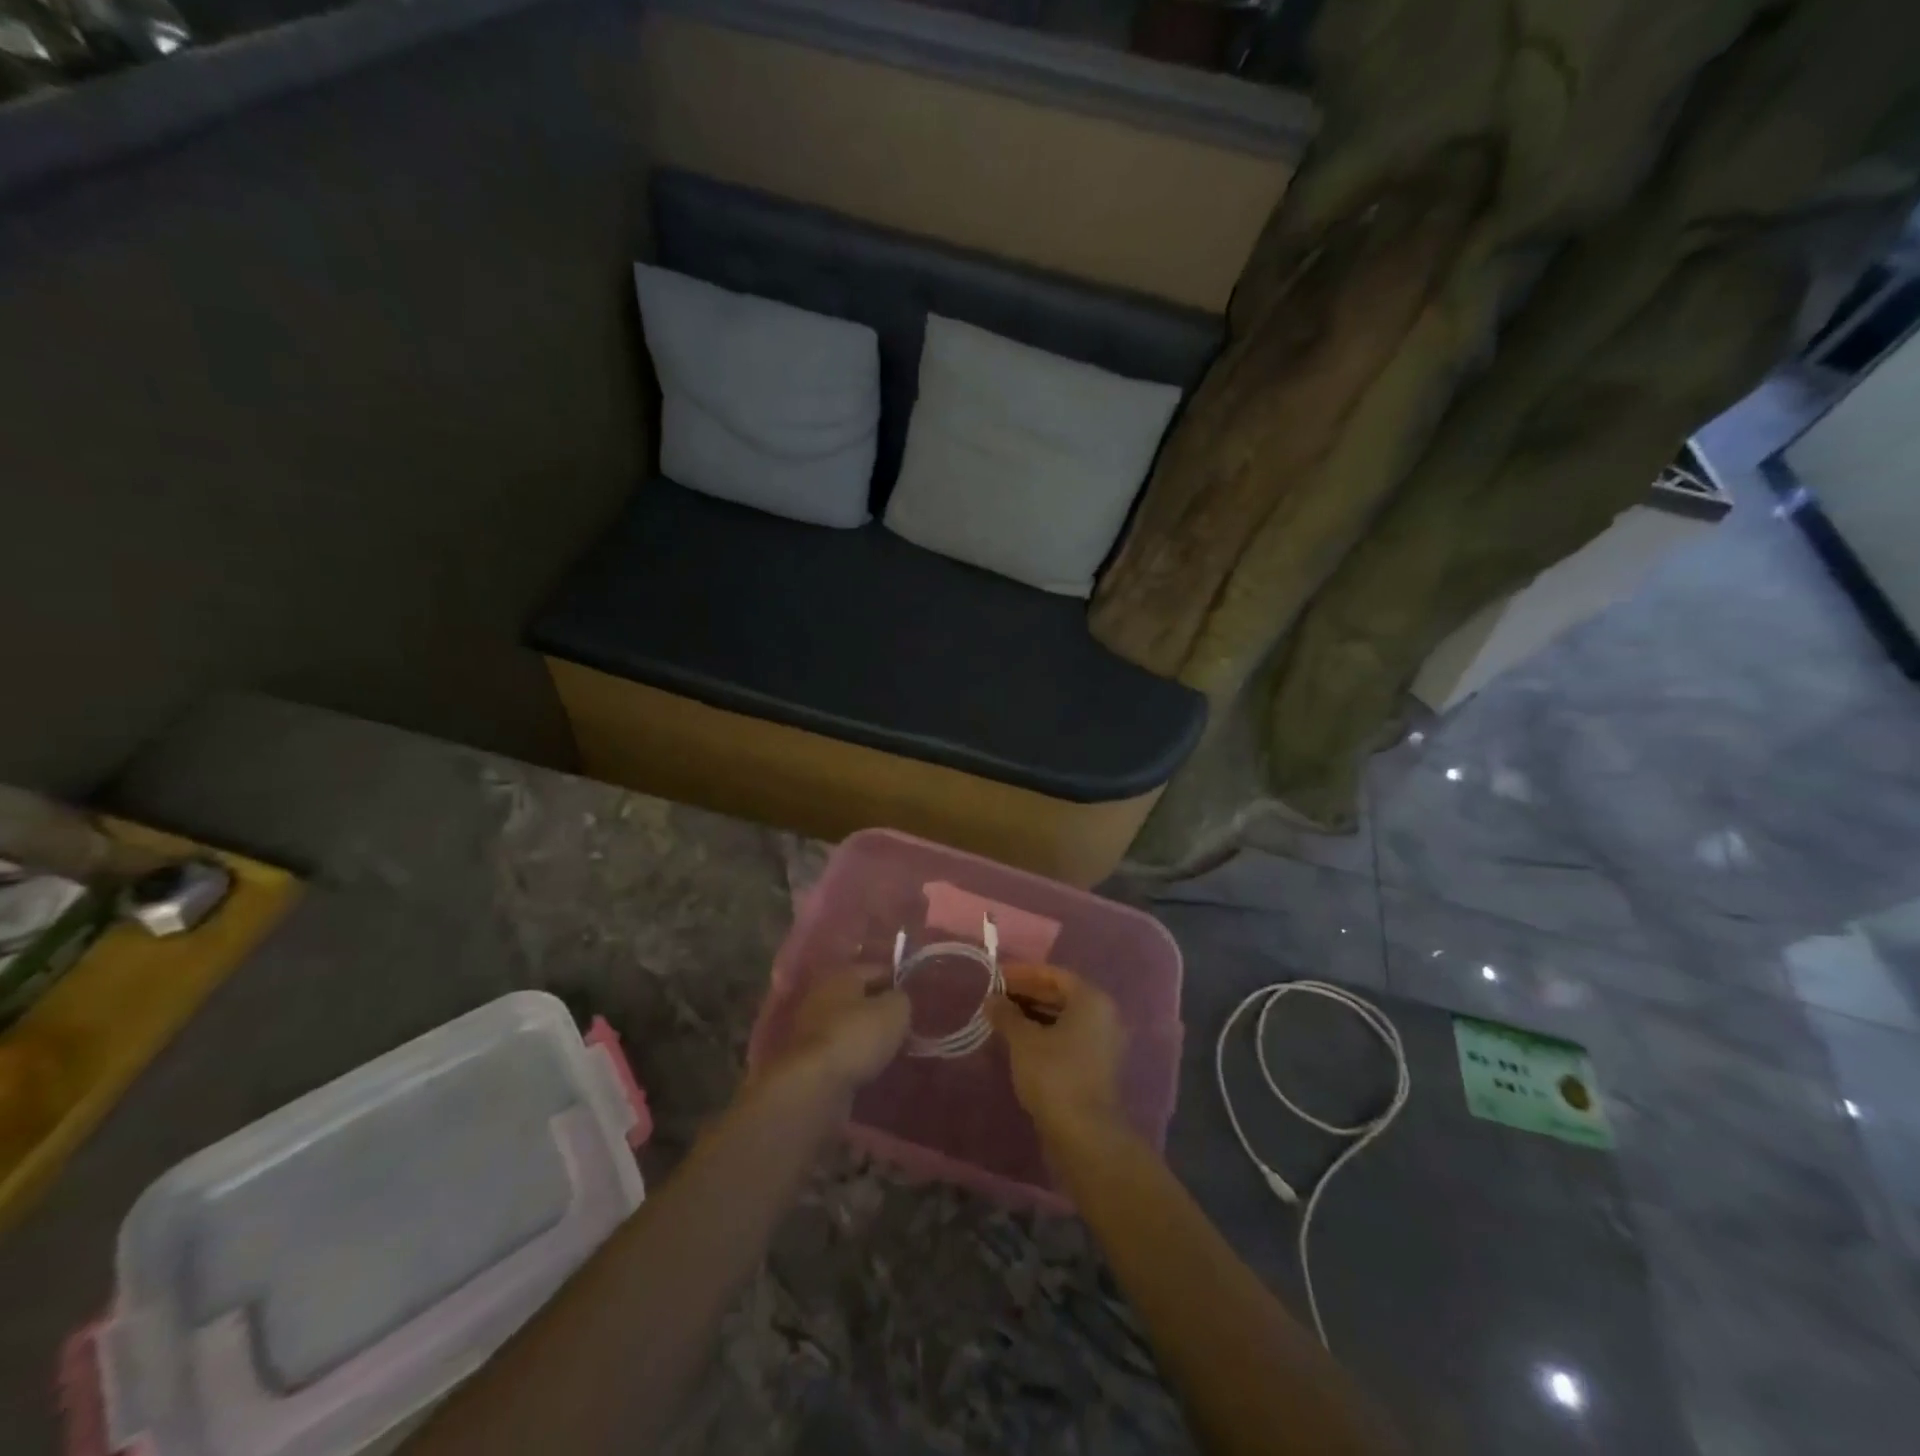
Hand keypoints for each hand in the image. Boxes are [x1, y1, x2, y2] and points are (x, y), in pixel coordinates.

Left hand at [774, 966, 910, 1092]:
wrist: (814, 1085)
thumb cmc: (857, 1036)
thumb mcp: (894, 1012)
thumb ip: (901, 1000)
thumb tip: (898, 1000)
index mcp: (842, 975)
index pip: (877, 970)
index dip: (898, 981)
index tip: (915, 998)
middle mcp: (822, 995)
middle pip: (859, 997)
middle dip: (880, 1009)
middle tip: (905, 1024)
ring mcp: (811, 1027)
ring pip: (848, 1024)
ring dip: (866, 1033)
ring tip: (890, 1047)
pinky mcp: (808, 1058)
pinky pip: (839, 1049)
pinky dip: (854, 1054)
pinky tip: (870, 1065)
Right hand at [988, 965, 1126, 1141]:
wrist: (1084, 1135)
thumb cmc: (1054, 1075)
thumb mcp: (1023, 1040)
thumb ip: (1006, 1014)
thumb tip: (991, 999)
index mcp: (1091, 1000)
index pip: (1054, 975)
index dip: (1023, 973)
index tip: (996, 976)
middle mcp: (1102, 1016)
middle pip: (1060, 995)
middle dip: (1027, 994)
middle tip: (995, 997)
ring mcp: (1101, 1044)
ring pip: (1062, 1018)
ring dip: (1032, 1015)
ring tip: (1001, 1018)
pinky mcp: (1094, 1068)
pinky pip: (1066, 1038)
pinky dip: (1043, 1034)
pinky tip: (1017, 1042)